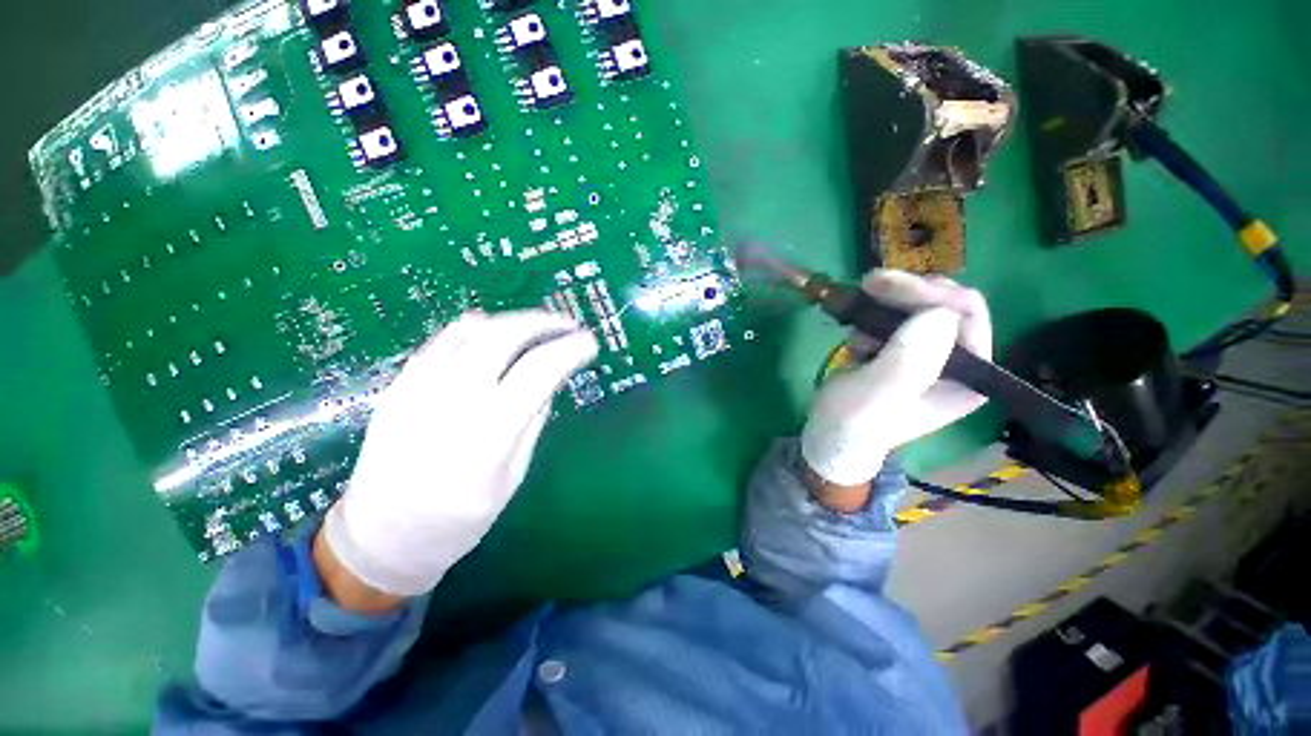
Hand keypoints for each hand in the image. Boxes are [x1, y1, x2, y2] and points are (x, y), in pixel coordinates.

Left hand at [320, 311, 598, 599]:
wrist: (380, 538)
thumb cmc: (457, 521)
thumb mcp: (512, 478)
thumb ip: (533, 423)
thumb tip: (550, 381)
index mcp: (488, 434)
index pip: (539, 371)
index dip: (570, 350)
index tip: (590, 344)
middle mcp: (452, 400)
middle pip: (504, 337)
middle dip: (544, 323)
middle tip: (568, 326)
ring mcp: (419, 388)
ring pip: (473, 330)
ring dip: (513, 321)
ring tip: (538, 326)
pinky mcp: (398, 385)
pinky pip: (441, 340)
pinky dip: (474, 327)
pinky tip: (492, 329)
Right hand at [801, 270, 991, 490]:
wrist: (831, 437)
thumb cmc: (853, 422)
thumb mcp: (877, 395)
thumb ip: (908, 360)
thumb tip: (936, 313)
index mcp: (969, 377)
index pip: (966, 315)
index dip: (927, 293)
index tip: (881, 286)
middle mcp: (960, 362)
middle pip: (946, 304)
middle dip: (907, 292)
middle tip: (867, 284)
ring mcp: (932, 355)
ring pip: (921, 307)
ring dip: (888, 305)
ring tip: (856, 320)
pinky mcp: (906, 351)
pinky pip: (899, 318)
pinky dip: (875, 317)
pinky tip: (856, 335)